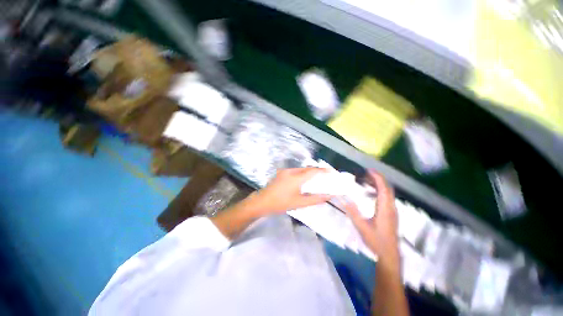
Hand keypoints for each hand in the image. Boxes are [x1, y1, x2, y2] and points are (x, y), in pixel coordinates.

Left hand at [248, 168, 332, 215]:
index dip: (324, 170)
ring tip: (316, 179)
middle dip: (317, 171)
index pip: (313, 171)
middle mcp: (291, 171)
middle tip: (325, 176)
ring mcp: (285, 171)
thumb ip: (315, 199)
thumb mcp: (299, 203)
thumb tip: (327, 196)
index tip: (332, 172)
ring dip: (309, 172)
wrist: (262, 202)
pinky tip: (303, 180)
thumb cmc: (281, 203)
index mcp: (296, 178)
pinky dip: (302, 174)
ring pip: (301, 169)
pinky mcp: (281, 173)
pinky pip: (295, 171)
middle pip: (307, 168)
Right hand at [338, 170, 399, 272]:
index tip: (368, 170)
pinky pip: (387, 197)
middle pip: (387, 188)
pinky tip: (370, 193)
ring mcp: (392, 211)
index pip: (383, 188)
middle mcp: (391, 207)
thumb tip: (342, 198)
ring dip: (378, 184)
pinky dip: (379, 191)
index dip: (377, 177)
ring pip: (388, 192)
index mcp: (384, 209)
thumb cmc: (376, 241)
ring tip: (366, 180)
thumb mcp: (361, 226)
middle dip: (377, 178)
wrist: (389, 255)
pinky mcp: (391, 214)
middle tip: (365, 173)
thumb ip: (352, 212)